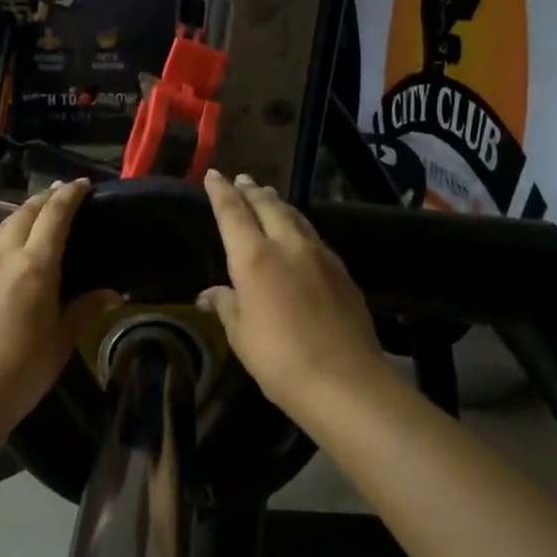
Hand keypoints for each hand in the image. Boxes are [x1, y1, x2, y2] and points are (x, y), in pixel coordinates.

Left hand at [0, 179, 117, 438]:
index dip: (71, 195)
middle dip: (47, 197)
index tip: (85, 184)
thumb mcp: (63, 340)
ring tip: (44, 211)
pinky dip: (10, 228)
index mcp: (34, 266)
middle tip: (68, 194)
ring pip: (5, 223)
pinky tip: (18, 242)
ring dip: (26, 210)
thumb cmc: (23, 370)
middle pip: (26, 212)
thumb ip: (85, 308)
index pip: (54, 215)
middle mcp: (5, 256)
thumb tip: (111, 292)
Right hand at [198, 171, 387, 423]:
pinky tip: (300, 236)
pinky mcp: (343, 272)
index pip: (233, 212)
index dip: (221, 192)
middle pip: (269, 205)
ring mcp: (320, 256)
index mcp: (254, 258)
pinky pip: (315, 237)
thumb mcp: (241, 335)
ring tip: (269, 198)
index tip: (214, 175)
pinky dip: (300, 227)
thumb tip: (210, 293)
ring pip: (296, 217)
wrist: (345, 381)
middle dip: (253, 190)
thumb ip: (227, 306)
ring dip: (279, 204)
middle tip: (243, 180)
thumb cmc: (279, 359)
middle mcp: (288, 246)